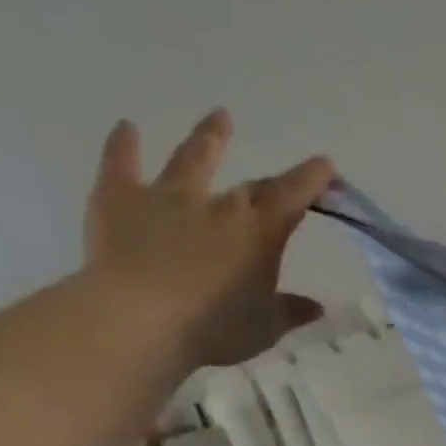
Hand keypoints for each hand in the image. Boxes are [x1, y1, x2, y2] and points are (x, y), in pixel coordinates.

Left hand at [83, 108, 334, 368]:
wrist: (141, 318)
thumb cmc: (215, 328)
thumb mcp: (265, 328)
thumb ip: (290, 311)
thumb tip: (316, 306)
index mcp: (259, 234)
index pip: (293, 197)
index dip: (311, 179)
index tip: (325, 165)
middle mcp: (218, 205)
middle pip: (250, 186)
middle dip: (270, 179)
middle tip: (280, 174)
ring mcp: (167, 196)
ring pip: (192, 159)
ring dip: (208, 138)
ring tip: (219, 117)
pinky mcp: (119, 198)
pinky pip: (121, 163)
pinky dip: (124, 144)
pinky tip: (127, 127)